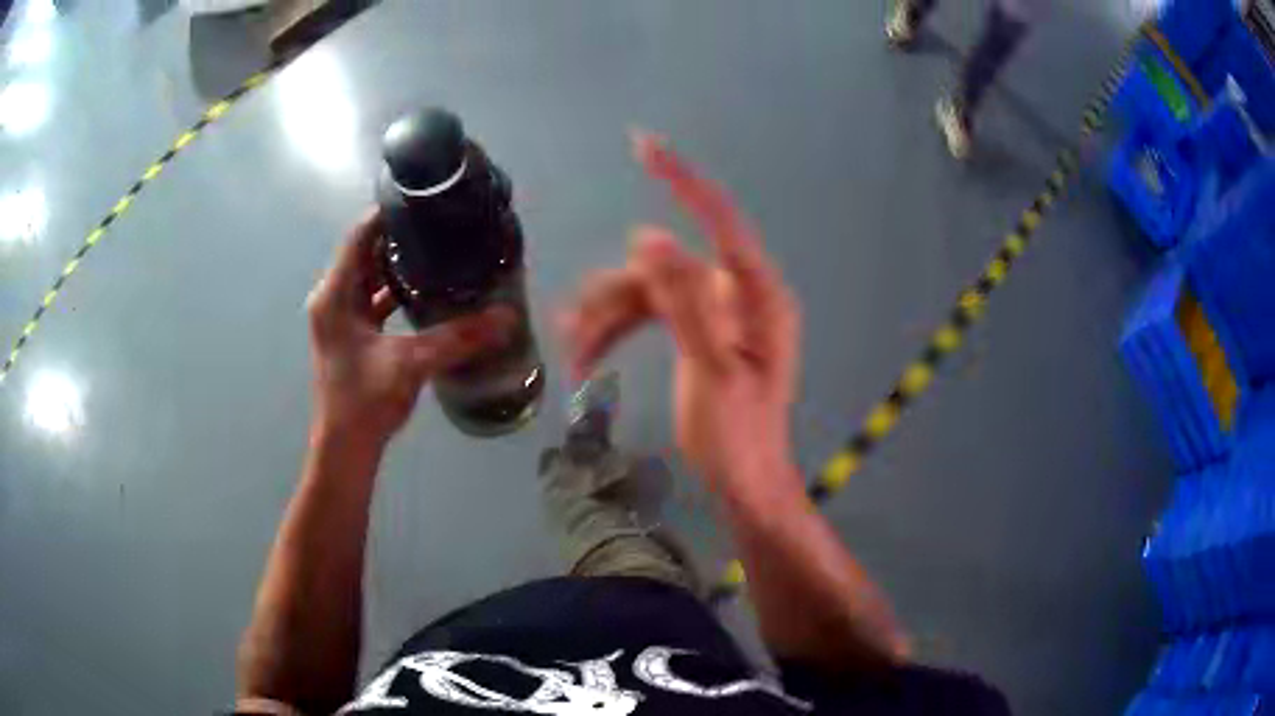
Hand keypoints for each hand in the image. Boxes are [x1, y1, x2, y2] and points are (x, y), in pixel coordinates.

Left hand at [306, 210, 512, 446]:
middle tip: (439, 226)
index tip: (423, 199)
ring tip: (438, 253)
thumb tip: (506, 317)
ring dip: (398, 266)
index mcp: (335, 295)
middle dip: (399, 238)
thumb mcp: (410, 364)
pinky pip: (373, 301)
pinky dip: (395, 292)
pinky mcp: (351, 336)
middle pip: (365, 253)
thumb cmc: (364, 402)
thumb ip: (457, 338)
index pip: (358, 236)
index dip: (386, 214)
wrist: (346, 449)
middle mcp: (333, 299)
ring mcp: (341, 319)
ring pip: (369, 278)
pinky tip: (425, 293)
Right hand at [559, 133, 801, 494]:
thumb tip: (647, 237)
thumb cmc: (739, 439)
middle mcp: (737, 295)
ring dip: (608, 318)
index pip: (720, 222)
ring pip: (649, 294)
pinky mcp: (698, 333)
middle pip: (664, 271)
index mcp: (757, 297)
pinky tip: (589, 355)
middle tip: (572, 333)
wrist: (745, 484)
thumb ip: (685, 304)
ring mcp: (716, 314)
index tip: (643, 146)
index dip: (682, 181)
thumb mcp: (713, 373)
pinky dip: (619, 330)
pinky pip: (651, 316)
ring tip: (575, 354)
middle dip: (614, 297)